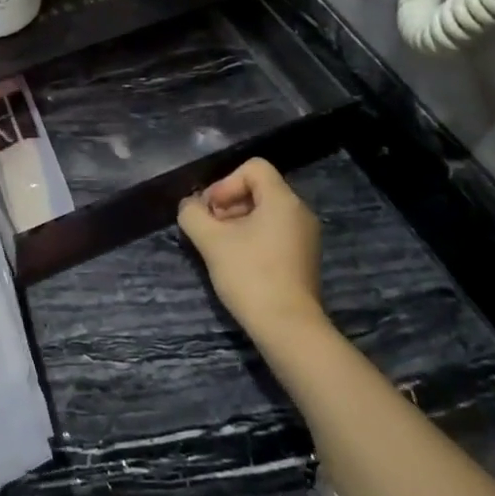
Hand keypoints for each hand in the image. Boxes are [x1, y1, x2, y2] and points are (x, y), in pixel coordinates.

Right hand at [178, 159, 326, 344]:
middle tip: (209, 229)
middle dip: (228, 203)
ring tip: (219, 247)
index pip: (253, 167)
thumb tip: (189, 206)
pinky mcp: (303, 258)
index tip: (211, 210)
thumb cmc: (250, 276)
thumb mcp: (211, 242)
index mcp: (283, 200)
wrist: (288, 328)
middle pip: (258, 189)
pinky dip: (253, 238)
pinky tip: (237, 261)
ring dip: (237, 222)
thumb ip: (193, 215)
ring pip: (265, 212)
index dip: (225, 182)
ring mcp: (305, 236)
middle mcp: (299, 212)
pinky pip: (275, 232)